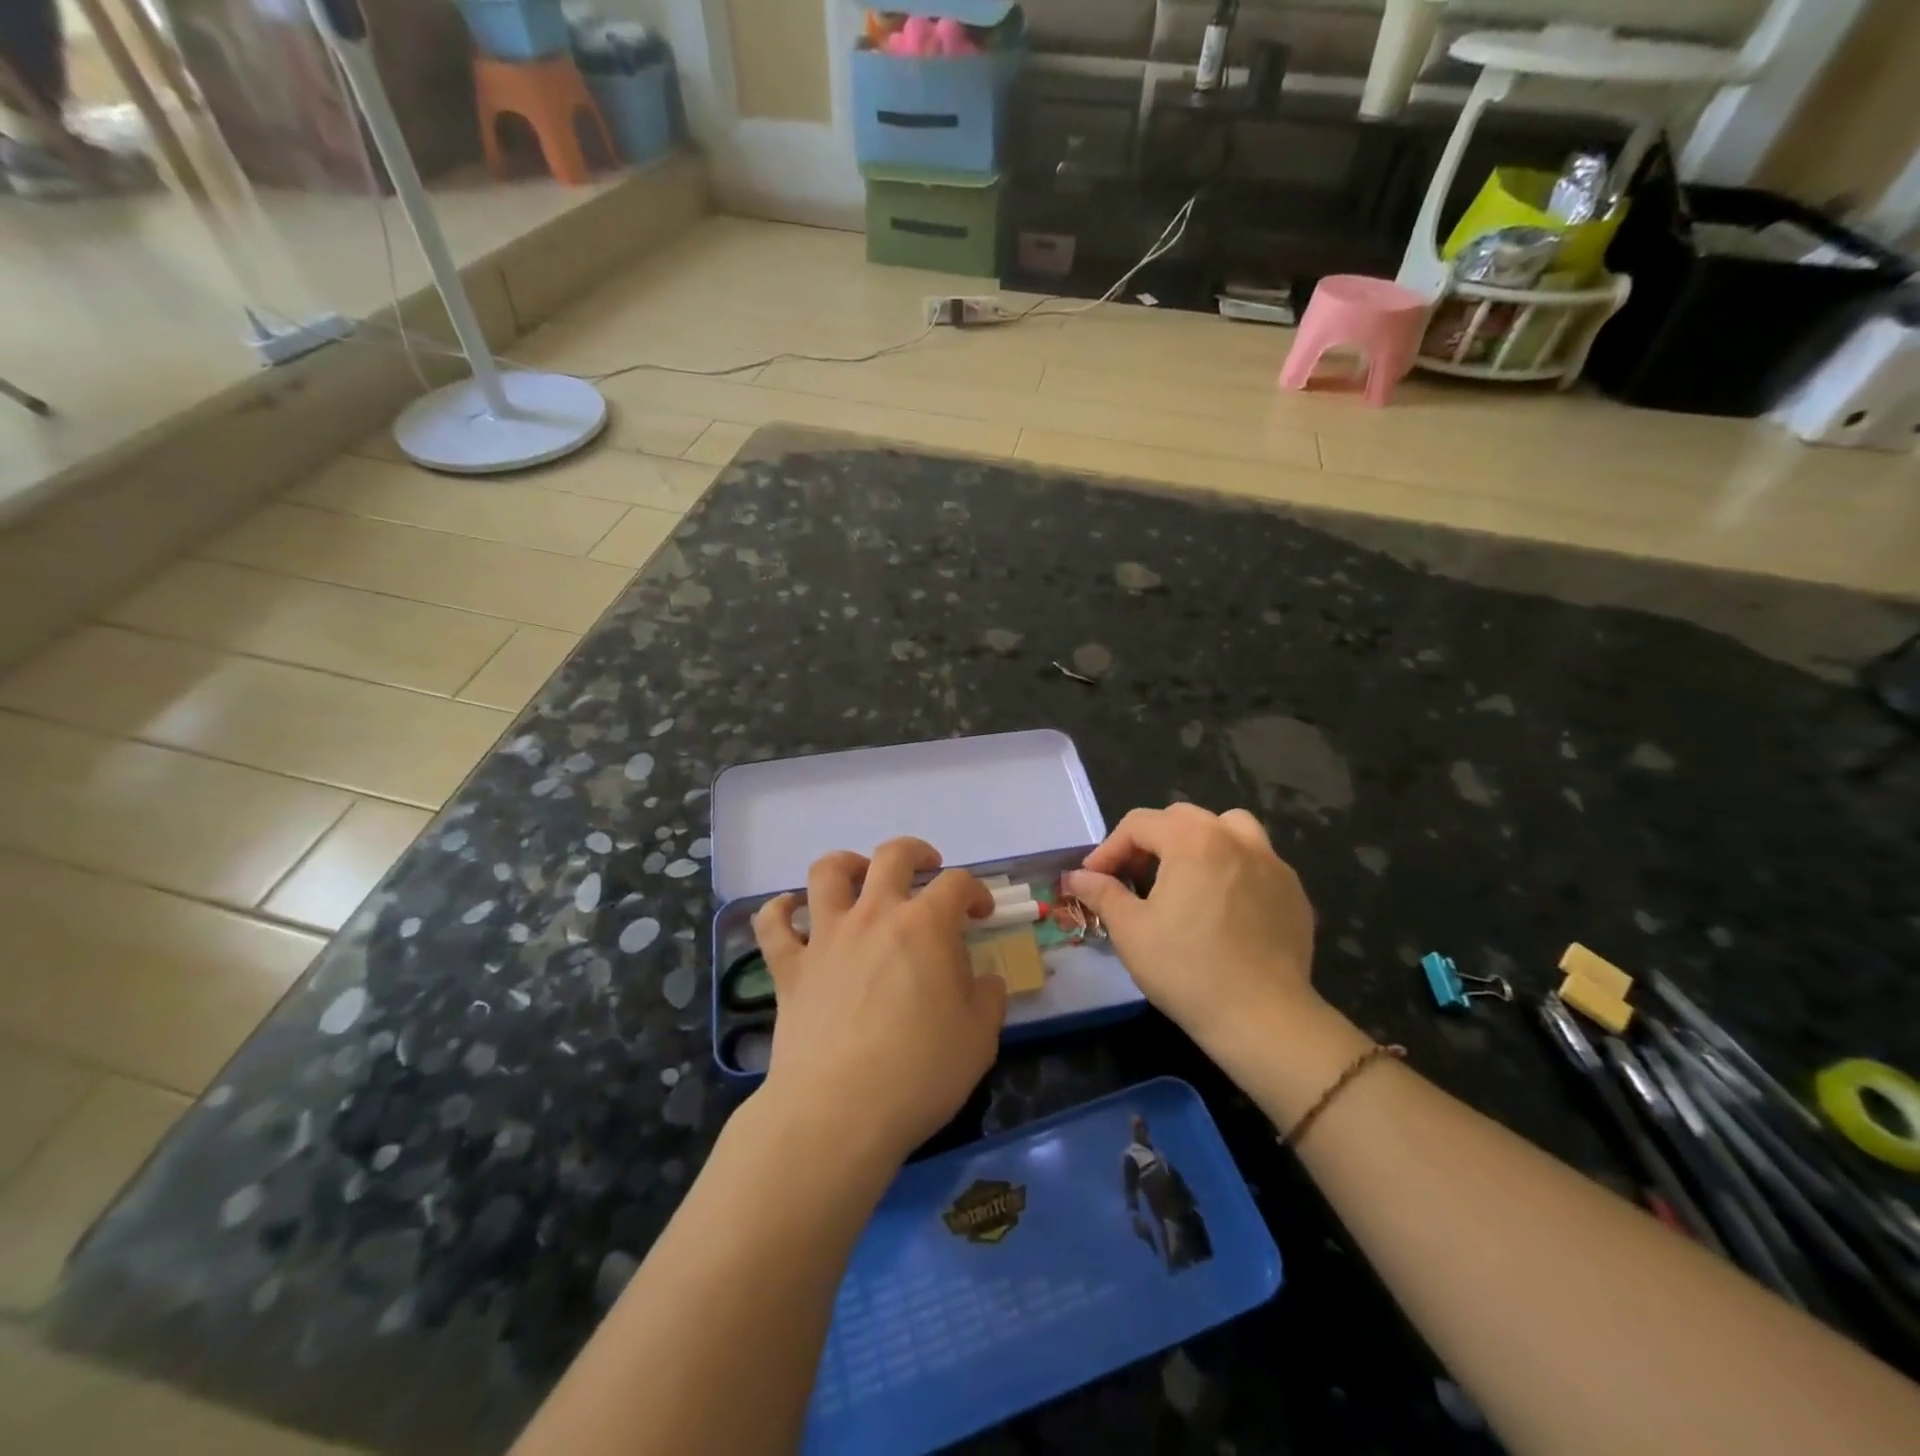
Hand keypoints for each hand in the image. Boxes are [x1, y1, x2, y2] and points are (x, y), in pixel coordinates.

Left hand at [752, 838, 1006, 1169]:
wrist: (838, 1111)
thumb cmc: (919, 1073)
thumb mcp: (979, 1040)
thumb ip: (988, 999)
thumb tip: (984, 981)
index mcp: (926, 926)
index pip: (957, 883)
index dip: (975, 891)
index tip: (981, 914)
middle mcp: (875, 915)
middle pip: (892, 856)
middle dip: (915, 853)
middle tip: (926, 868)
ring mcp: (826, 937)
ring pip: (827, 872)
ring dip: (845, 864)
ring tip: (859, 877)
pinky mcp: (789, 967)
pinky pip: (773, 924)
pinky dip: (779, 910)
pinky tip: (791, 912)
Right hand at [1063, 804, 1319, 1057]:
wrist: (1263, 1017)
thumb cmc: (1187, 969)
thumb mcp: (1131, 930)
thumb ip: (1102, 893)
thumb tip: (1077, 877)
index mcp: (1193, 840)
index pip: (1139, 824)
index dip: (1109, 848)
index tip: (1093, 879)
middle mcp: (1235, 838)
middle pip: (1183, 818)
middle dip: (1151, 841)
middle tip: (1133, 877)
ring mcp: (1271, 863)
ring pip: (1229, 829)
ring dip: (1199, 842)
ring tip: (1185, 876)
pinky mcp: (1293, 892)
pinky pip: (1256, 862)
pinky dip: (1232, 869)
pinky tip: (1222, 906)